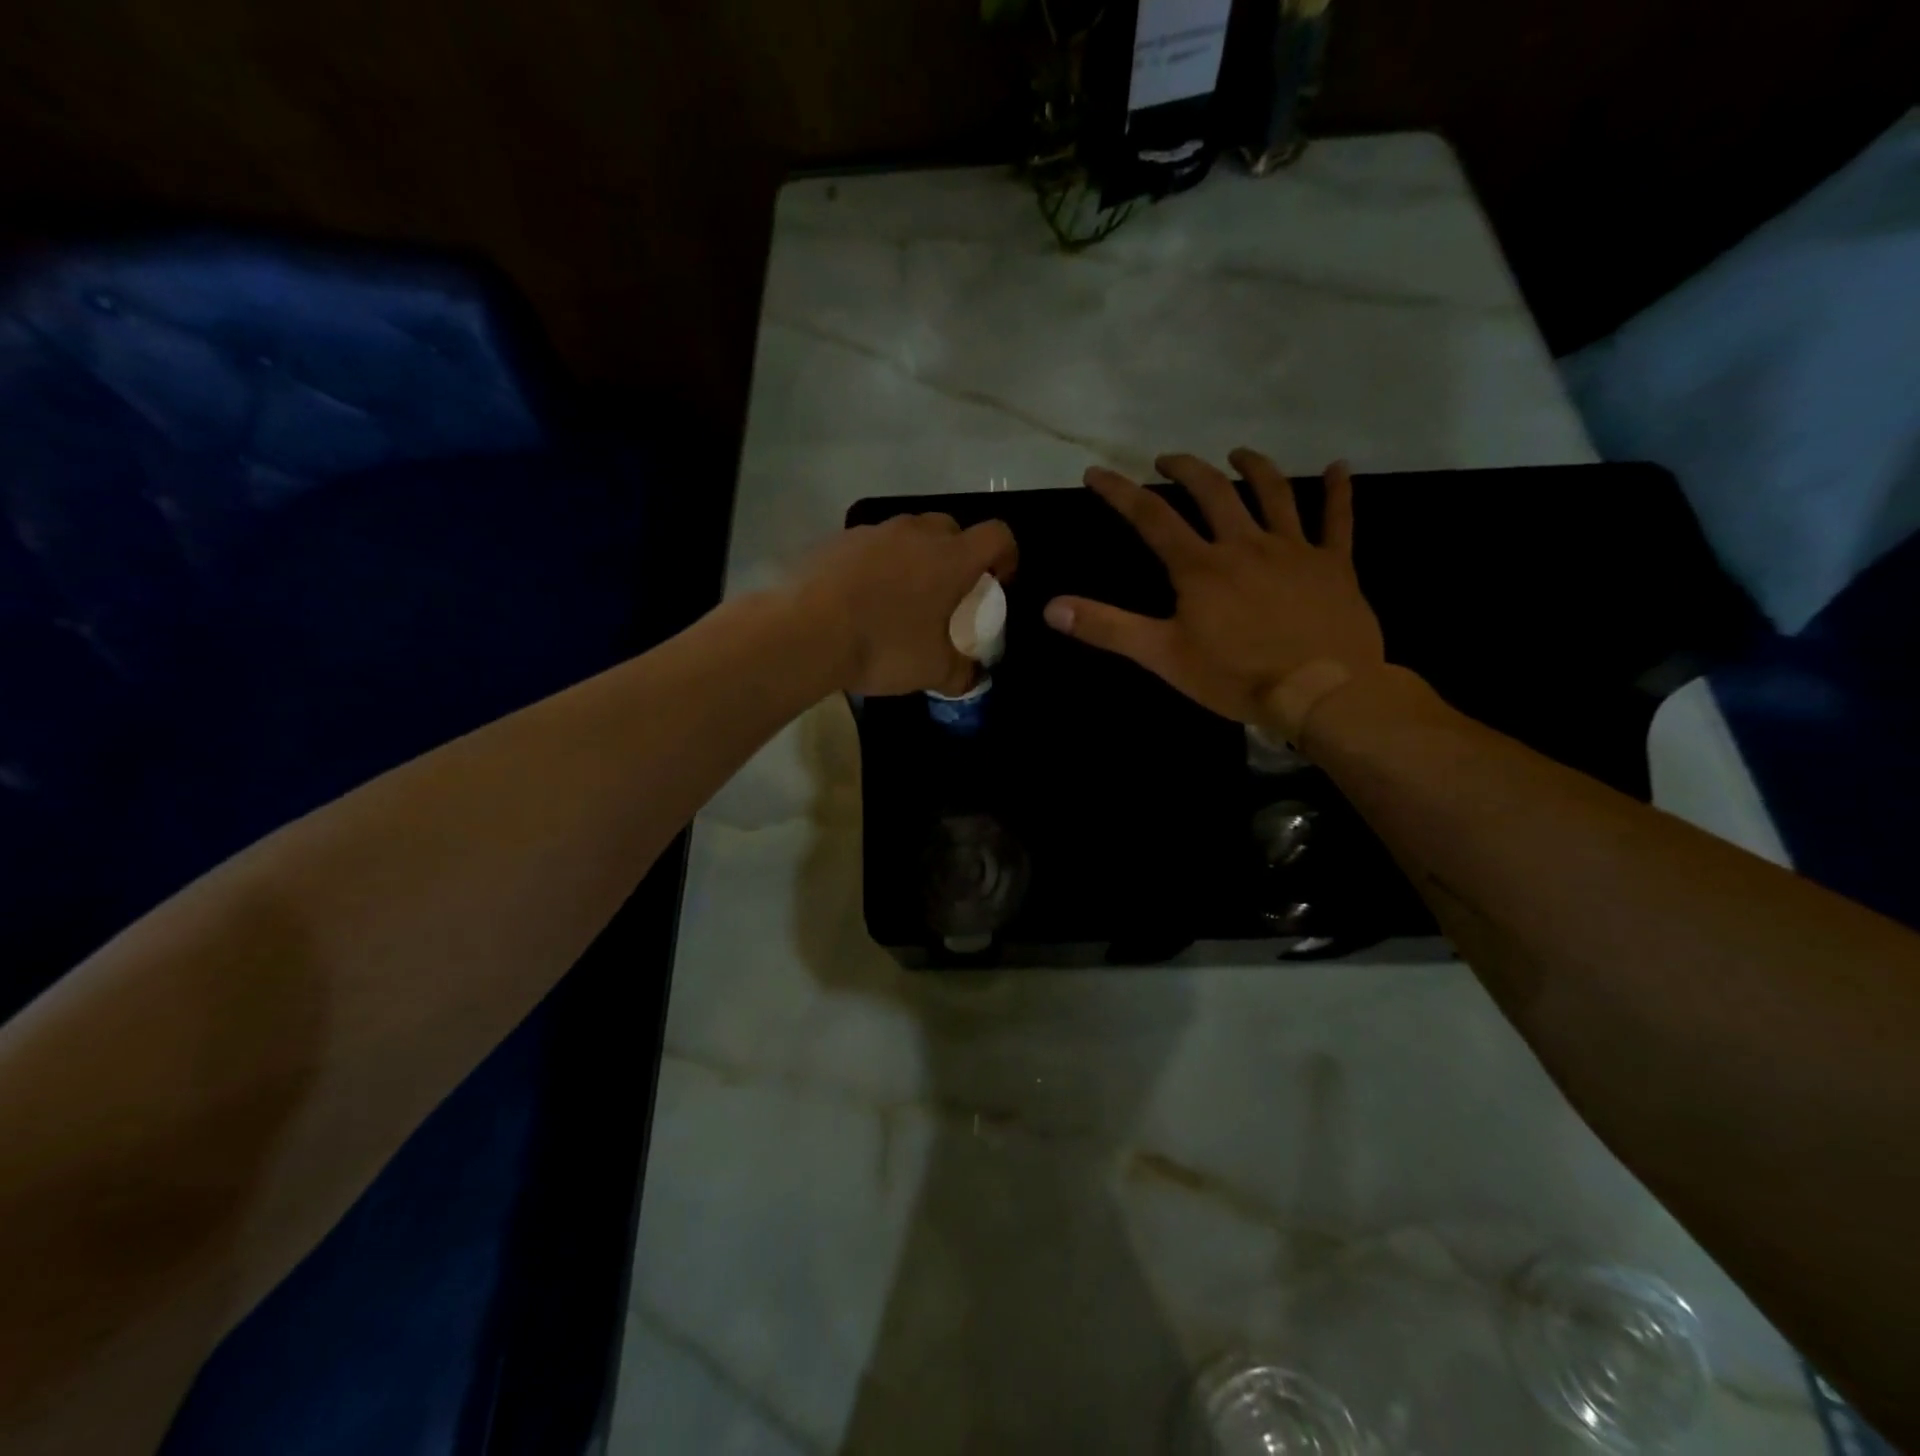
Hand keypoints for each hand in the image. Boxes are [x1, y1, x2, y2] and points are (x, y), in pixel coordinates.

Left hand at [798, 513, 1018, 696]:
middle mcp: (915, 533)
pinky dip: (876, 564)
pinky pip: (869, 546)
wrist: (804, 632)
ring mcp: (872, 532)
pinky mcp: (837, 540)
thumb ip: (962, 673)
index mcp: (951, 558)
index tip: (998, 583)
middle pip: (951, 528)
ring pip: (907, 534)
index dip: (1006, 556)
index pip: (997, 536)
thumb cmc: (883, 646)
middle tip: (948, 591)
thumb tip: (973, 678)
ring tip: (901, 597)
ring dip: (914, 557)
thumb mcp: (933, 671)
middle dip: (957, 554)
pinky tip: (862, 598)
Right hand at [1043, 450, 1384, 729]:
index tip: (1096, 472)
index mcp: (1200, 567)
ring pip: (1273, 493)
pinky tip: (1339, 467)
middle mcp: (1244, 544)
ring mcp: (1293, 549)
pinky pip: (1338, 520)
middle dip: (1185, 469)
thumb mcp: (1163, 656)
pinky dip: (1339, 491)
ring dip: (1253, 467)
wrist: (1321, 691)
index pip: (1151, 517)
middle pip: (1212, 492)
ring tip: (1237, 453)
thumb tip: (1051, 607)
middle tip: (1168, 459)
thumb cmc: (1236, 676)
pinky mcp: (1334, 564)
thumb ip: (1107, 628)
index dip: (1120, 491)